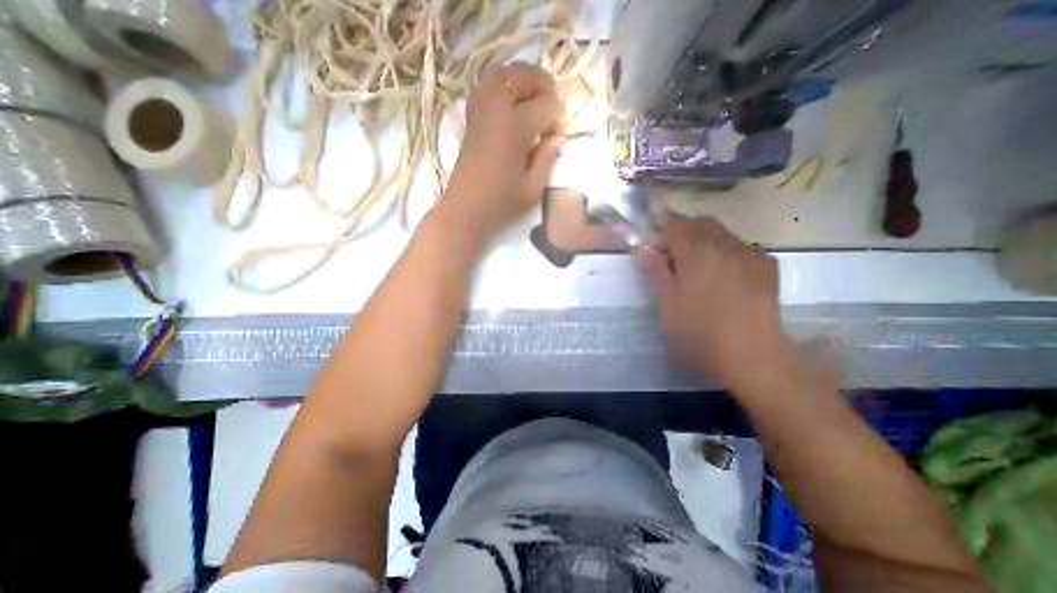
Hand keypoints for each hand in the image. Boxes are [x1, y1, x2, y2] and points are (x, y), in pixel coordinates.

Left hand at [441, 63, 565, 240]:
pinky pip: (488, 85)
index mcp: (515, 128)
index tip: (557, 137)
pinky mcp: (471, 116)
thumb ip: (548, 158)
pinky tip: (512, 107)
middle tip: (550, 111)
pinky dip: (504, 87)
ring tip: (534, 103)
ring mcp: (481, 109)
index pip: (547, 105)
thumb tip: (557, 136)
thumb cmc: (501, 203)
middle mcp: (497, 109)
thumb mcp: (533, 188)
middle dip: (544, 87)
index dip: (558, 118)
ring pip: (504, 73)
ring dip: (524, 81)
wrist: (466, 208)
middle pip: (524, 75)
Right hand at [634, 214, 792, 391]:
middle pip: (698, 222)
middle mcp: (725, 245)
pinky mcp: (766, 265)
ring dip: (701, 239)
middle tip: (668, 255)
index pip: (673, 223)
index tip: (650, 241)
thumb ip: (655, 272)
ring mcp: (750, 253)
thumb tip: (641, 247)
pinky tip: (720, 274)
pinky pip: (738, 245)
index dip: (658, 226)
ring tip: (693, 266)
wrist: (755, 359)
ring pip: (720, 231)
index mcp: (697, 254)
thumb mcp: (667, 307)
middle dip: (680, 231)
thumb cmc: (700, 335)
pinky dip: (722, 249)